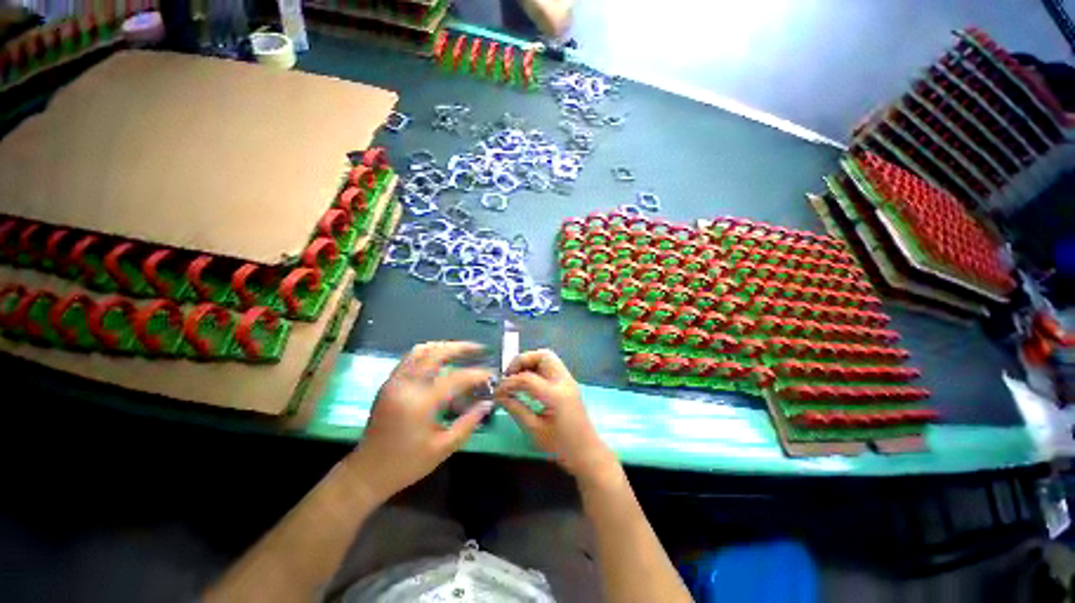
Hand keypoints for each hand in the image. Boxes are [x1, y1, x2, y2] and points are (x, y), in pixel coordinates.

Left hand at [347, 341, 493, 502]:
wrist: (366, 472)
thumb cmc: (407, 464)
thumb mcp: (443, 449)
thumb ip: (468, 423)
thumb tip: (487, 403)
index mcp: (420, 404)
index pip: (456, 378)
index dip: (477, 374)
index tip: (491, 374)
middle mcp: (406, 386)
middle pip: (437, 353)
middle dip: (461, 347)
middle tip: (479, 349)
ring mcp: (394, 382)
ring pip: (421, 350)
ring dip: (444, 347)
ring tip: (462, 350)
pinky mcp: (389, 383)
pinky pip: (410, 358)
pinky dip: (429, 353)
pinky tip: (441, 359)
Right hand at [494, 349, 616, 480]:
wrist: (588, 453)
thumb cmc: (562, 447)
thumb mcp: (535, 430)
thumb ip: (516, 409)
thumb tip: (498, 395)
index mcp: (556, 395)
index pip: (527, 378)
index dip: (509, 382)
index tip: (497, 391)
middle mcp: (564, 381)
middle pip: (543, 355)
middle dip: (522, 361)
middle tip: (510, 376)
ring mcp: (568, 380)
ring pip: (548, 357)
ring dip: (530, 363)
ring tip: (516, 379)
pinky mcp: (568, 383)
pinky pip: (551, 367)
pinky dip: (537, 369)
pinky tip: (528, 384)